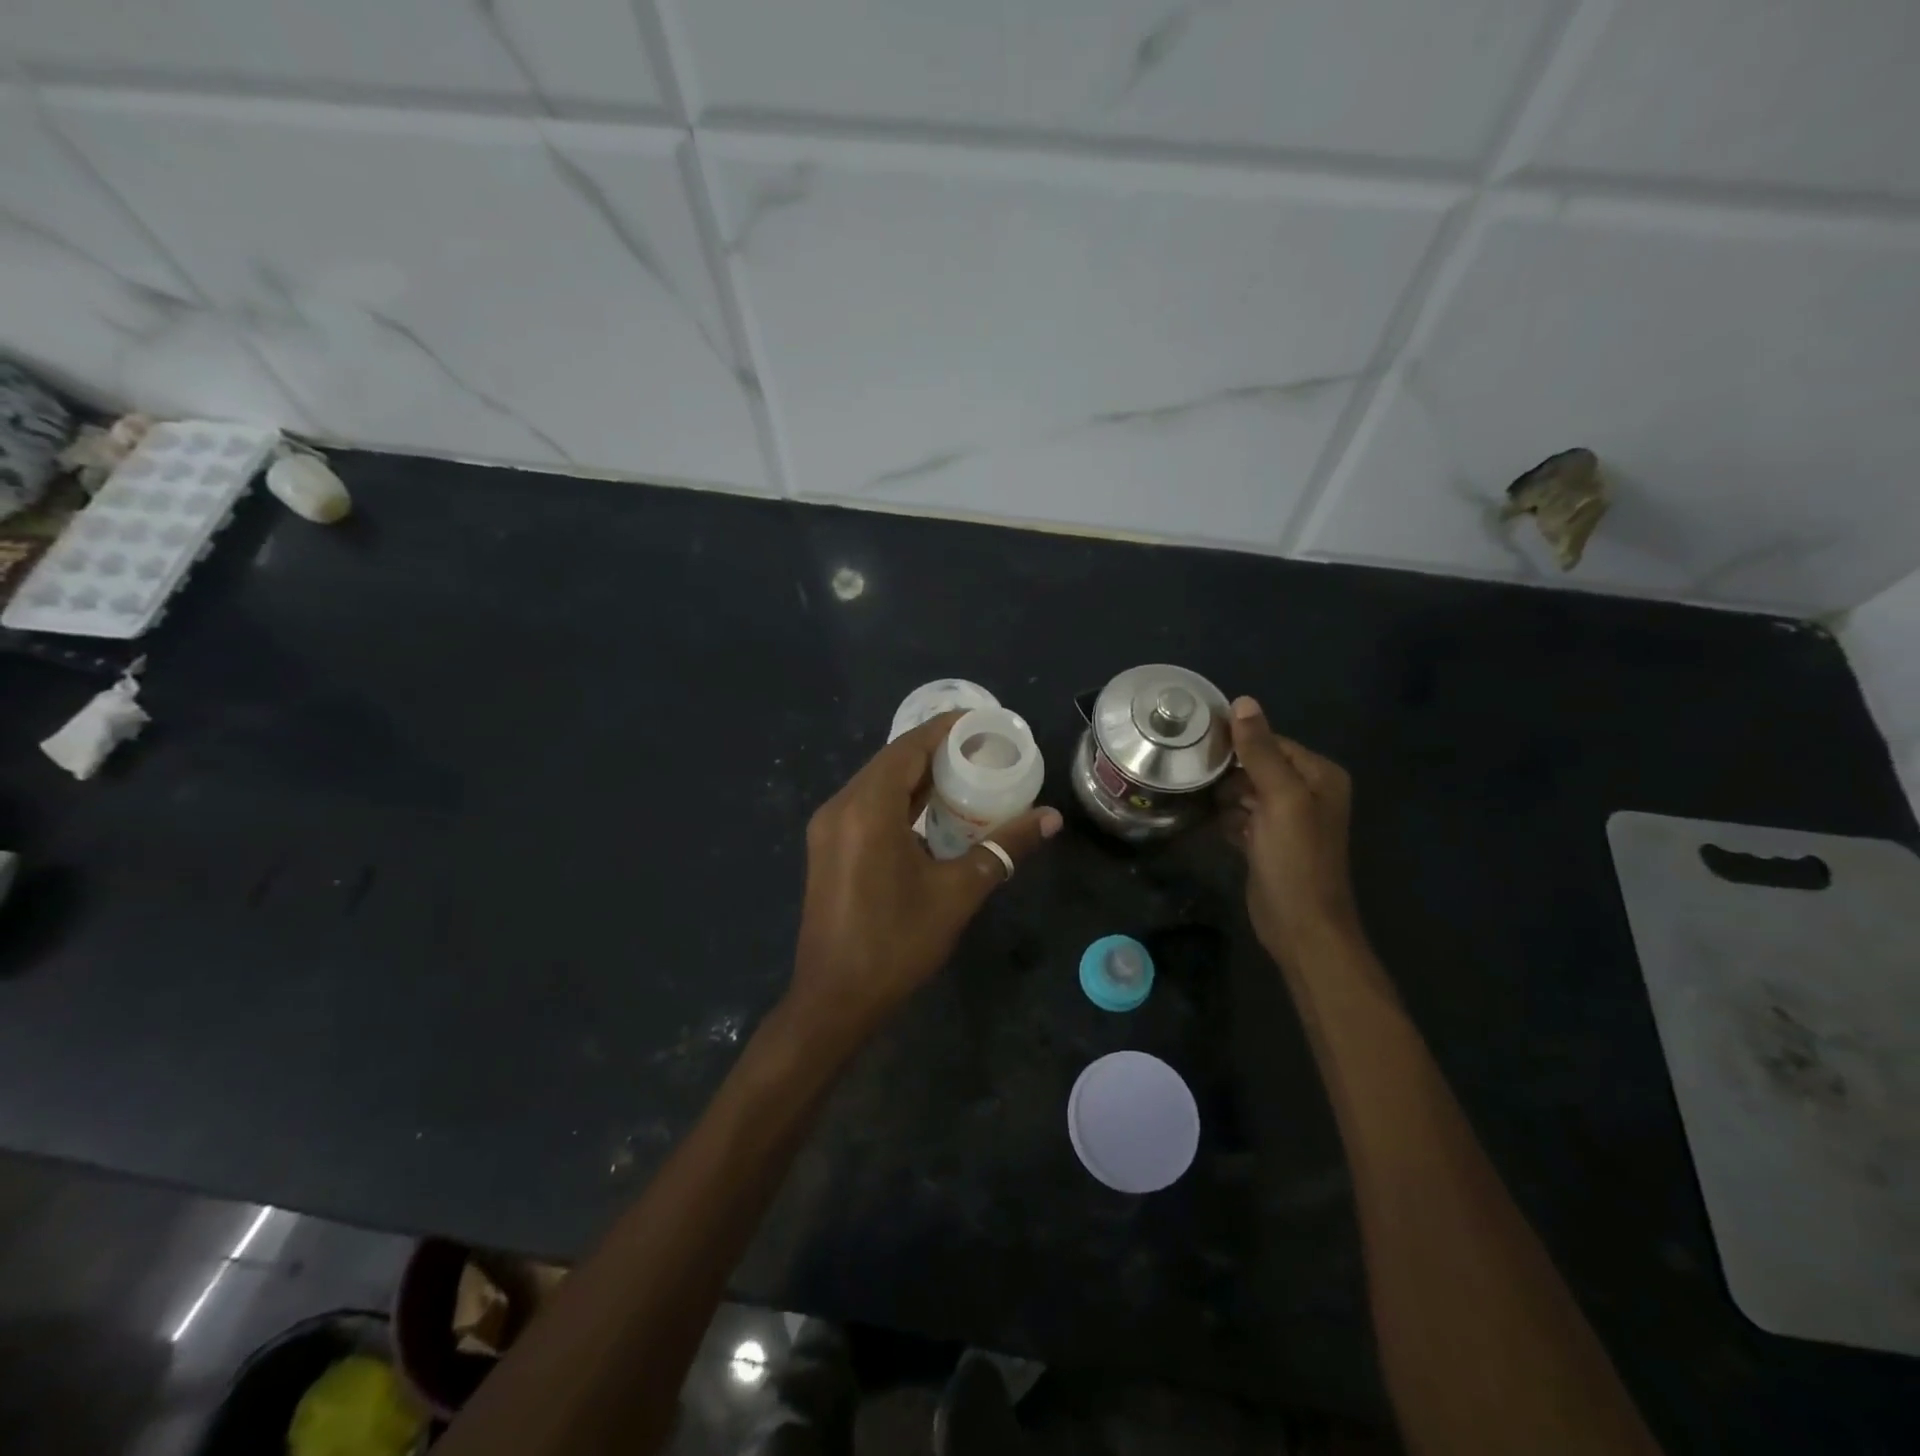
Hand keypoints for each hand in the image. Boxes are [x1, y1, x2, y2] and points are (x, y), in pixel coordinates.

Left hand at [789, 710, 1061, 1038]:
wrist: (834, 1000)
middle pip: (891, 761)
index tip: (982, 722)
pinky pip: (867, 807)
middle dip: (935, 750)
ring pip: (877, 784)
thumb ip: (1004, 847)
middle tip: (982, 749)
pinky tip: (931, 812)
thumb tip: (1051, 819)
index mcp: (867, 808)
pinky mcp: (827, 849)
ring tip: (964, 774)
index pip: (909, 748)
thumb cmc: (896, 943)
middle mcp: (841, 807)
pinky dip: (899, 800)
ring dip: (917, 776)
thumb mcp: (958, 892)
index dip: (945, 729)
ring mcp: (828, 829)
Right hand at [1218, 697, 1360, 968]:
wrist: (1301, 927)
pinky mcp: (1266, 842)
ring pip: (1244, 791)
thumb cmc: (1296, 859)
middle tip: (1188, 770)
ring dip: (1222, 795)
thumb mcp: (1281, 798)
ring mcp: (1286, 819)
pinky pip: (1240, 816)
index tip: (1196, 740)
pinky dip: (1225, 818)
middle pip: (1256, 765)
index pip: (1272, 741)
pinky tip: (1207, 821)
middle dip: (1227, 770)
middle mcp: (1307, 792)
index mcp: (1319, 775)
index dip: (1237, 741)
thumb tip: (1242, 701)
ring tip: (1193, 794)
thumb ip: (1260, 751)